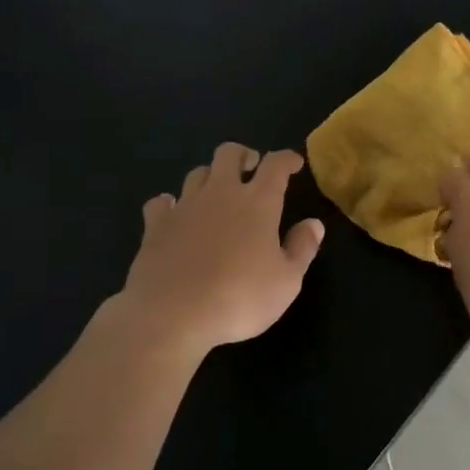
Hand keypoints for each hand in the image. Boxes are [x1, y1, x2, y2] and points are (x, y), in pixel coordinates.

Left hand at [118, 143, 324, 353]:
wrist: (172, 315)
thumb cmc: (240, 298)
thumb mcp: (287, 281)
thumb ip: (302, 248)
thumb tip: (314, 224)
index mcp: (258, 202)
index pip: (275, 165)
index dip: (287, 159)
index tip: (294, 163)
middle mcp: (220, 193)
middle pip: (229, 154)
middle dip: (243, 155)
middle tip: (251, 168)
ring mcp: (184, 207)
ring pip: (197, 173)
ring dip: (210, 176)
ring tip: (217, 193)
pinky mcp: (155, 226)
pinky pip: (161, 202)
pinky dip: (170, 203)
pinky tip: (174, 212)